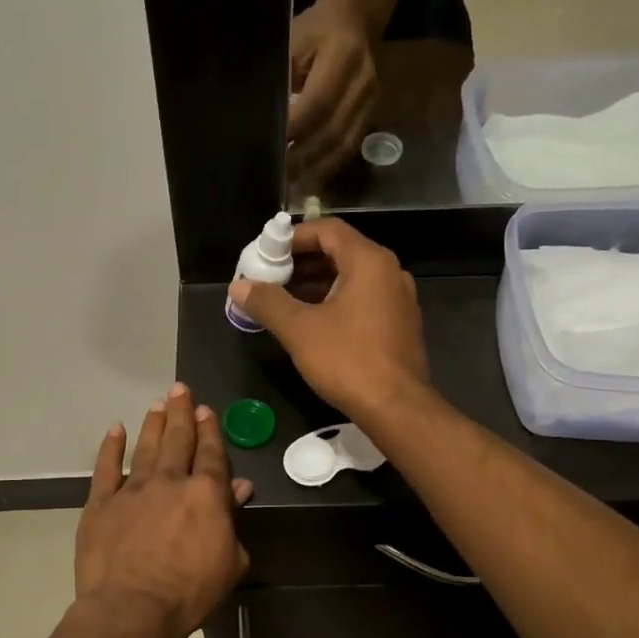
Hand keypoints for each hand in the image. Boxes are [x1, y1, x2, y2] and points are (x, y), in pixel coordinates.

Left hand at [74, 384, 252, 637]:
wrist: (132, 608)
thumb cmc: (190, 592)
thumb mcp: (230, 561)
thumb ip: (233, 521)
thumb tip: (240, 488)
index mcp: (205, 494)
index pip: (211, 453)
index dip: (209, 429)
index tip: (205, 409)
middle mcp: (169, 481)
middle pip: (178, 439)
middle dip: (181, 413)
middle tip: (180, 389)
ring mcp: (132, 489)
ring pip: (146, 447)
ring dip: (153, 423)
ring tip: (158, 403)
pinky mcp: (101, 503)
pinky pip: (106, 468)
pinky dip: (111, 447)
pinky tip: (115, 430)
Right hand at [225, 218, 430, 422]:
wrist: (396, 407)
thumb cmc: (348, 360)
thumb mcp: (299, 329)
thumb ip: (267, 302)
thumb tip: (239, 286)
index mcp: (369, 262)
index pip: (328, 230)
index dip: (293, 237)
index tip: (267, 253)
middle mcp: (390, 272)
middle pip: (340, 251)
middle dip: (302, 262)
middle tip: (270, 277)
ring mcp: (398, 299)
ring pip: (352, 278)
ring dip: (317, 283)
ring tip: (284, 300)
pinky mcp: (399, 324)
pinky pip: (363, 299)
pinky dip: (336, 301)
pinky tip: (313, 322)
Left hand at [288, 0, 378, 186]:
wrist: (356, 19)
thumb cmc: (314, 31)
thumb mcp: (291, 42)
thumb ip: (282, 78)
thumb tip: (265, 120)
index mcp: (343, 56)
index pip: (318, 103)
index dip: (295, 129)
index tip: (271, 147)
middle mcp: (362, 82)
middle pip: (332, 131)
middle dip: (303, 157)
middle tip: (276, 175)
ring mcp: (371, 101)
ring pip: (343, 145)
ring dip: (315, 168)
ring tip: (290, 185)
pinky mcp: (371, 115)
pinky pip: (350, 147)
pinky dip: (328, 166)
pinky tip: (308, 178)